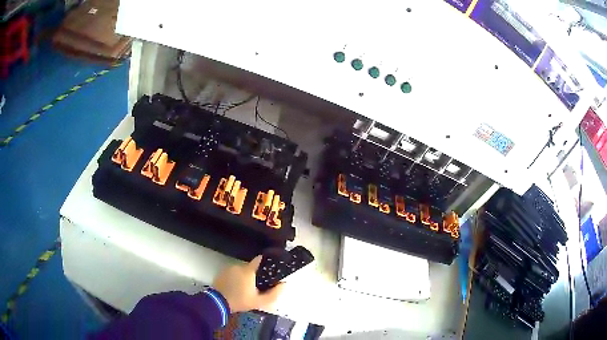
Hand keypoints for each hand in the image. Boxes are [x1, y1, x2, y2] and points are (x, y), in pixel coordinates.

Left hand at [213, 255, 284, 312]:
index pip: (259, 260)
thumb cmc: (240, 301)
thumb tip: (284, 284)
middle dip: (254, 275)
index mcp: (248, 271)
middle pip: (250, 267)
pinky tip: (235, 287)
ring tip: (244, 288)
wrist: (218, 302)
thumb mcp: (259, 301)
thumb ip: (273, 293)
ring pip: (240, 270)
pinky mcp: (221, 273)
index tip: (270, 268)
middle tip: (256, 286)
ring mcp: (228, 269)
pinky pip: (232, 273)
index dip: (266, 262)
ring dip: (244, 277)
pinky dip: (235, 278)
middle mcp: (238, 266)